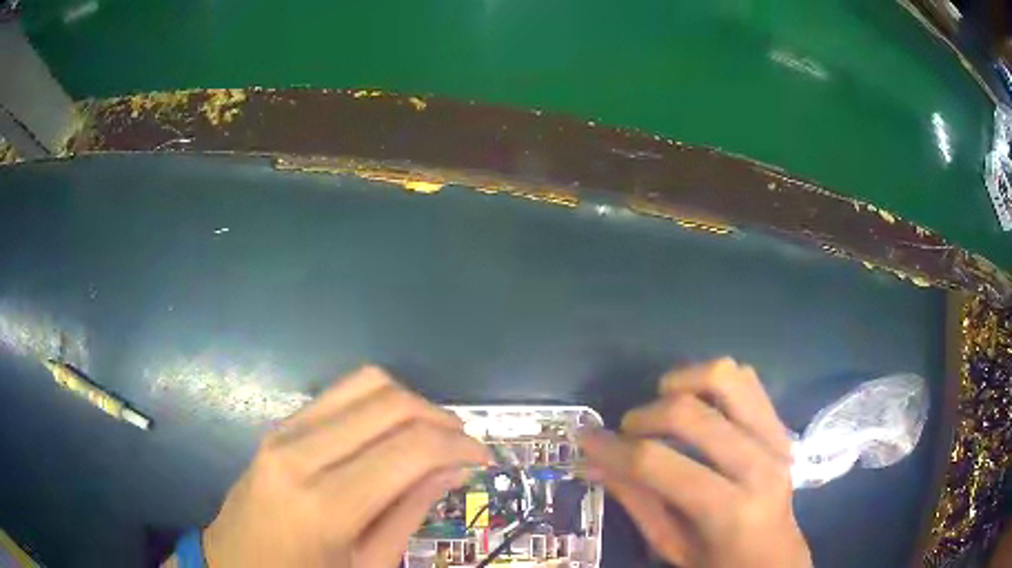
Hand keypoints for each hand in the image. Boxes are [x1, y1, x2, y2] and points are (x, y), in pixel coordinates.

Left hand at [200, 366, 489, 566]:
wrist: (236, 564)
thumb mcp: (367, 565)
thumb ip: (410, 512)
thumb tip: (453, 468)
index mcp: (324, 504)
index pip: (410, 448)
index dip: (459, 445)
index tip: (483, 458)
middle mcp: (299, 453)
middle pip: (389, 403)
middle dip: (440, 418)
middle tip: (463, 446)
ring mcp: (282, 432)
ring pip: (365, 383)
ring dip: (411, 403)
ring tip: (431, 436)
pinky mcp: (277, 426)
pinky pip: (339, 394)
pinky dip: (378, 404)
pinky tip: (390, 433)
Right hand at [579, 358, 810, 567]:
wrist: (776, 556)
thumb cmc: (719, 562)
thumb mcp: (671, 546)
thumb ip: (636, 501)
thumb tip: (595, 462)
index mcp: (729, 511)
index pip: (660, 464)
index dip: (614, 448)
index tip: (586, 440)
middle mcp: (759, 465)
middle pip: (690, 414)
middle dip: (643, 416)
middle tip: (627, 433)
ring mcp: (776, 437)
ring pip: (725, 377)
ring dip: (682, 382)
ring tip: (663, 404)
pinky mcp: (780, 424)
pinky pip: (745, 378)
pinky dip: (712, 380)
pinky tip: (697, 404)